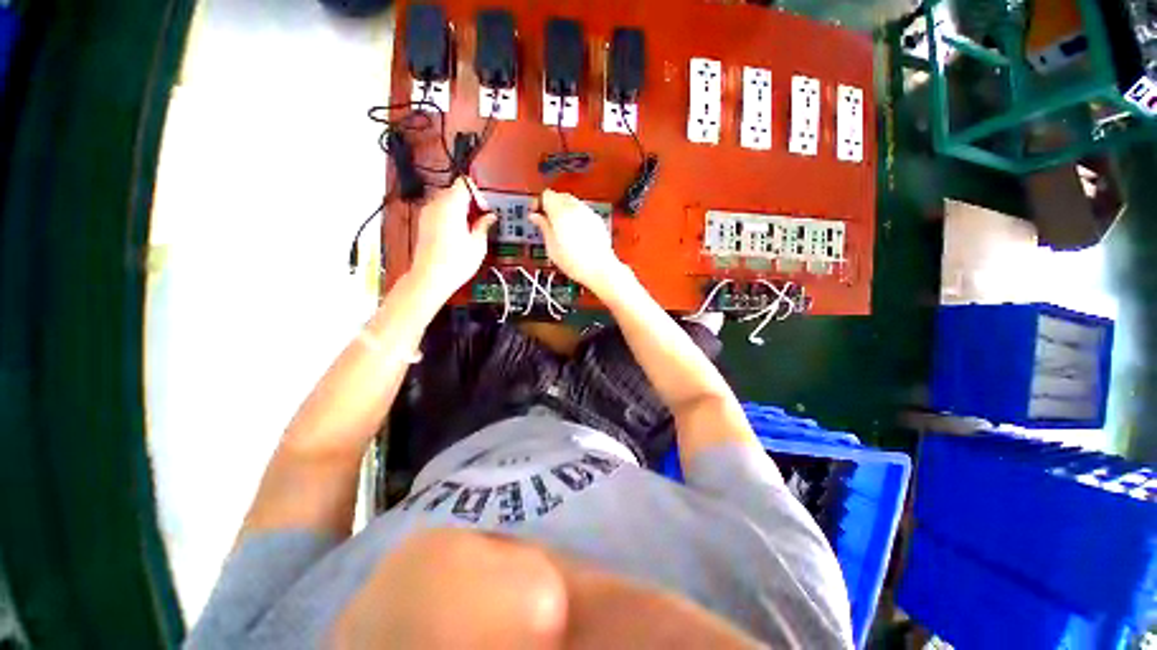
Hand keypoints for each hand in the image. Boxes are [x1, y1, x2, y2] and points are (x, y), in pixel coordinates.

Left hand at [410, 177, 496, 302]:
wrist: (430, 277)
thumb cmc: (454, 263)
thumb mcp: (478, 244)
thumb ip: (484, 225)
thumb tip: (489, 217)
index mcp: (451, 205)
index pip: (464, 184)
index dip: (478, 194)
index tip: (485, 208)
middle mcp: (436, 205)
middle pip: (455, 191)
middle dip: (470, 202)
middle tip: (482, 219)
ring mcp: (427, 213)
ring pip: (447, 201)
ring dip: (460, 210)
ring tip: (472, 228)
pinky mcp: (423, 223)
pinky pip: (439, 211)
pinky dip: (450, 217)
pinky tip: (459, 234)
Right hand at [530, 189, 627, 296]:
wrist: (599, 269)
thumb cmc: (574, 262)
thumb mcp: (551, 247)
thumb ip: (543, 227)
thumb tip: (535, 217)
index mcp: (560, 212)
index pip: (546, 195)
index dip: (539, 203)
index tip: (536, 214)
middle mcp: (576, 207)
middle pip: (560, 196)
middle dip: (552, 205)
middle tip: (546, 221)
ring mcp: (588, 212)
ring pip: (573, 202)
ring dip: (564, 210)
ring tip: (560, 228)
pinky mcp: (597, 220)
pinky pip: (583, 212)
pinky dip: (576, 216)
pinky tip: (574, 233)